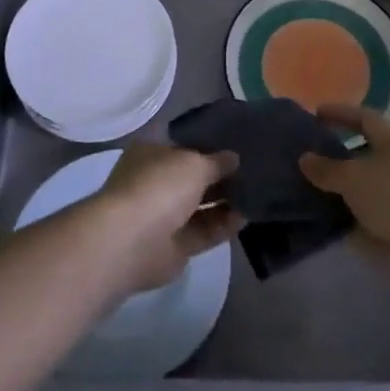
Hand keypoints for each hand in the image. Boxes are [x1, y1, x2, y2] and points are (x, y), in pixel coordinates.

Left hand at [92, 144, 241, 294]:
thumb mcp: (194, 163)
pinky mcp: (175, 246)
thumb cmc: (159, 187)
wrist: (132, 242)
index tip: (236, 144)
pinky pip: (204, 231)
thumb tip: (233, 158)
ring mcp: (163, 216)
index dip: (208, 144)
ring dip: (225, 200)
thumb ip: (216, 161)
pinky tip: (248, 216)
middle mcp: (155, 182)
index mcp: (151, 153)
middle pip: (192, 177)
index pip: (183, 144)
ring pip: (200, 206)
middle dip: (220, 175)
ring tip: (257, 192)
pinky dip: (224, 225)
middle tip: (253, 169)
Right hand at [301, 105, 389, 277]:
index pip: (364, 119)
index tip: (316, 112)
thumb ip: (327, 168)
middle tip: (303, 154)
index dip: (341, 113)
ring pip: (357, 188)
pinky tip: (315, 220)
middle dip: (334, 155)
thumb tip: (305, 158)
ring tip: (301, 188)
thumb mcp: (354, 177)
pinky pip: (358, 217)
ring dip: (334, 189)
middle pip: (361, 155)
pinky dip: (339, 218)